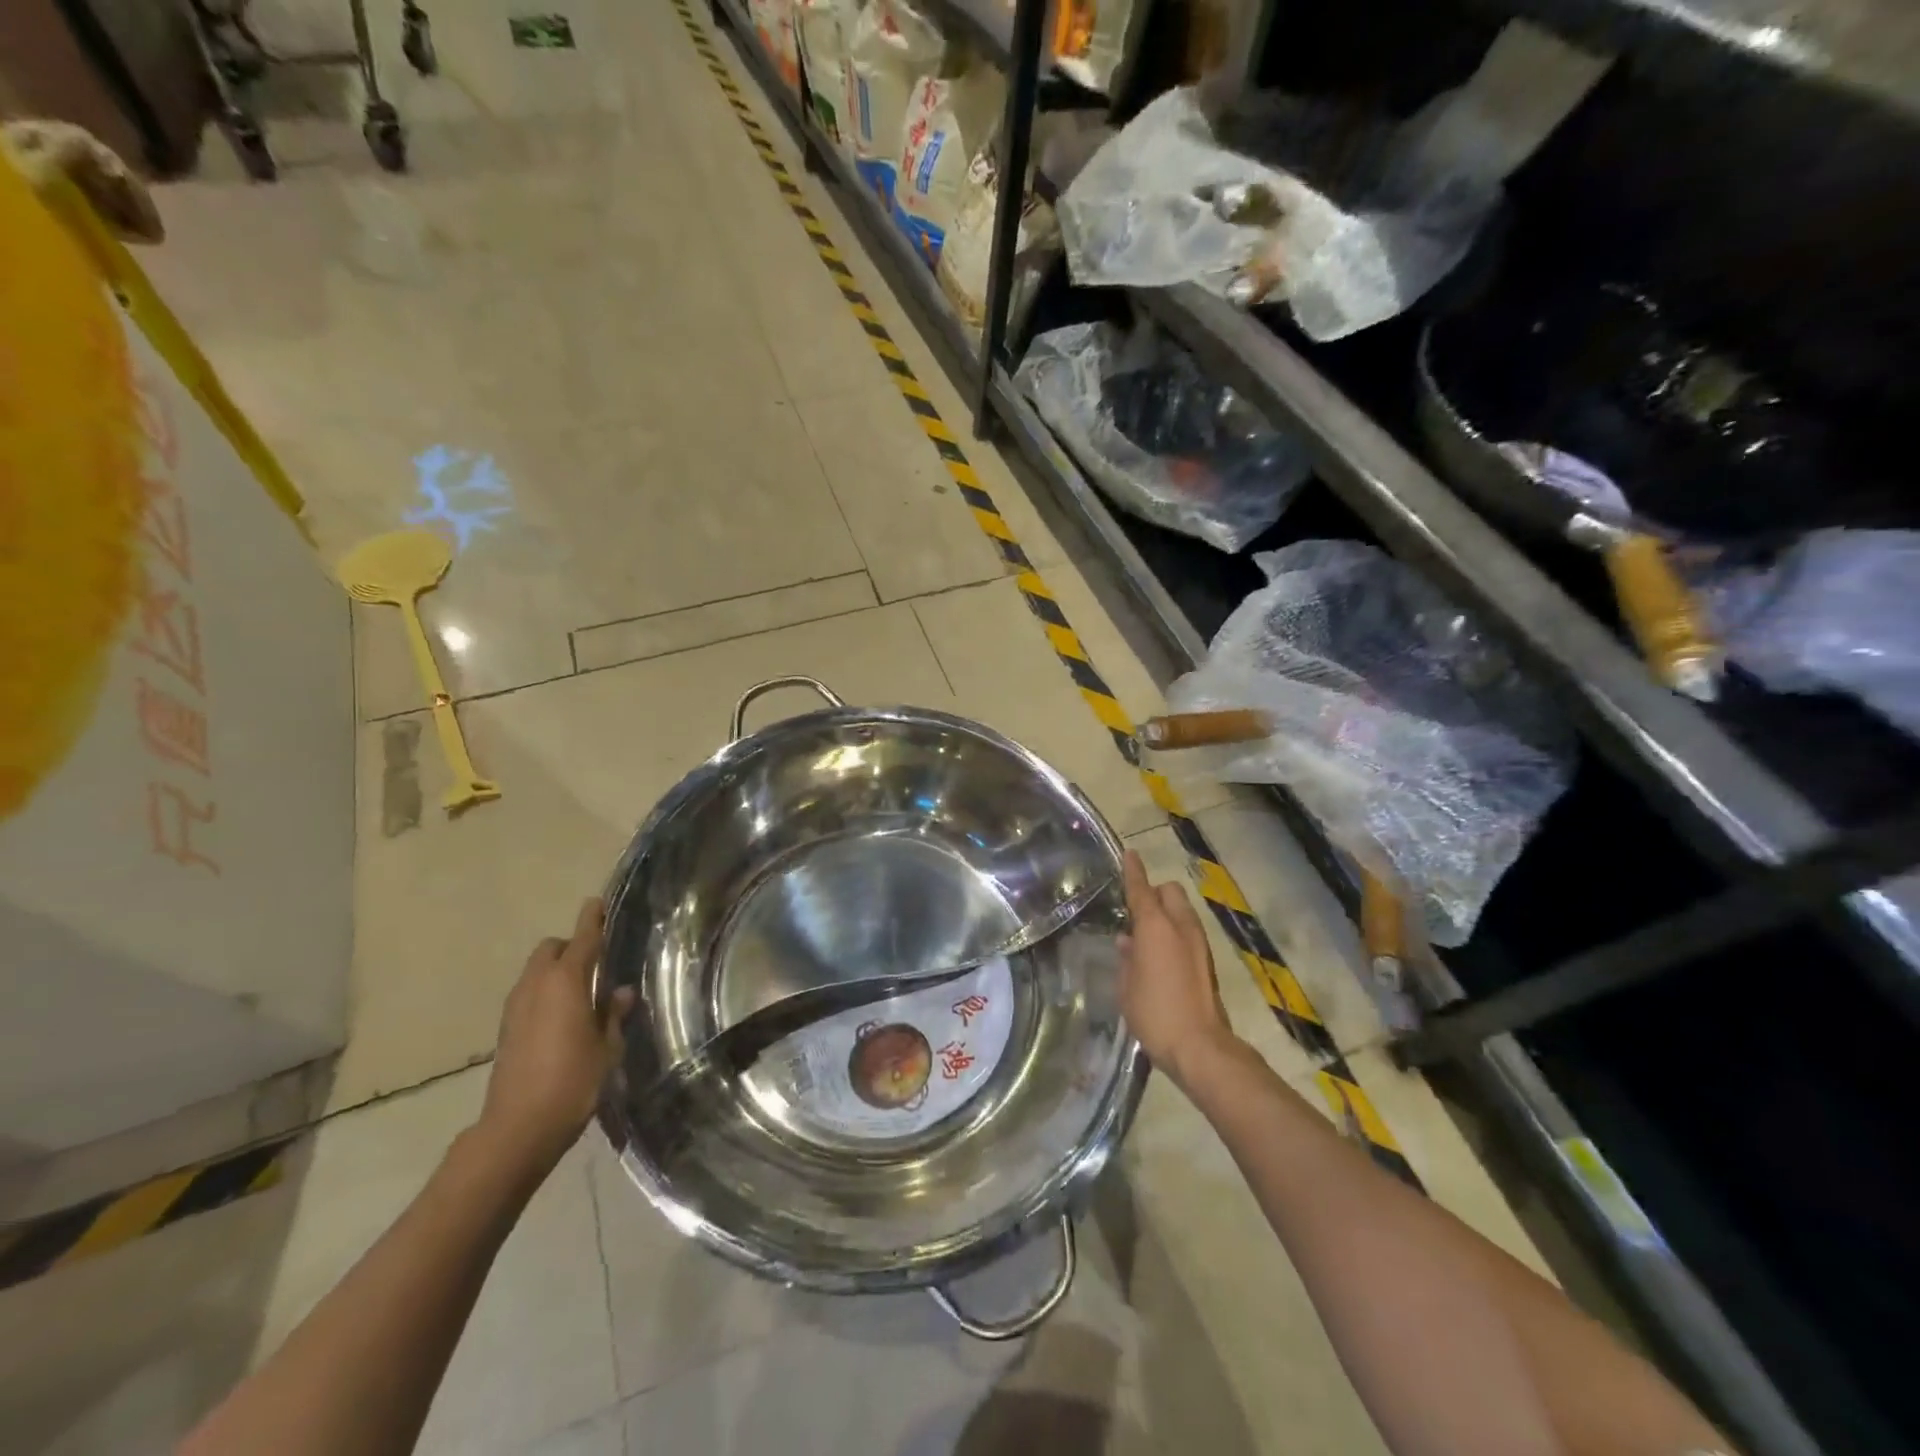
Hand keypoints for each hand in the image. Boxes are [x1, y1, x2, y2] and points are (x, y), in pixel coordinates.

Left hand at [477, 899, 634, 1177]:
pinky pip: (528, 995)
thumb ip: (612, 1014)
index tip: (597, 903)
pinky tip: (563, 1017)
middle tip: (596, 962)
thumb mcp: (606, 1047)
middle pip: (551, 950)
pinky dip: (545, 993)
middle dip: (571, 947)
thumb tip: (619, 992)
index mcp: (566, 982)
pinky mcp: (506, 1029)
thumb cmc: (573, 1081)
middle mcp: (536, 986)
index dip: (592, 920)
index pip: (582, 939)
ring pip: (536, 972)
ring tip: (582, 992)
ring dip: (556, 971)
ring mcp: (516, 1007)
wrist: (518, 1128)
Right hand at [1118, 849, 1234, 1087]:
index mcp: (1155, 926)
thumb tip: (1128, 940)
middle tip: (1136, 912)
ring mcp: (1198, 943)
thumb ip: (1126, 957)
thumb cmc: (1154, 1012)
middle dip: (1154, 893)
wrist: (1200, 1046)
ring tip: (1146, 936)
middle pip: (1170, 892)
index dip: (1133, 871)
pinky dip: (1175, 932)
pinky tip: (1160, 955)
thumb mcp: (1126, 985)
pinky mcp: (1207, 961)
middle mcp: (1180, 926)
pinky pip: (1187, 931)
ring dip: (1166, 913)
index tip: (1129, 854)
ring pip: (1182, 911)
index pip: (1141, 889)